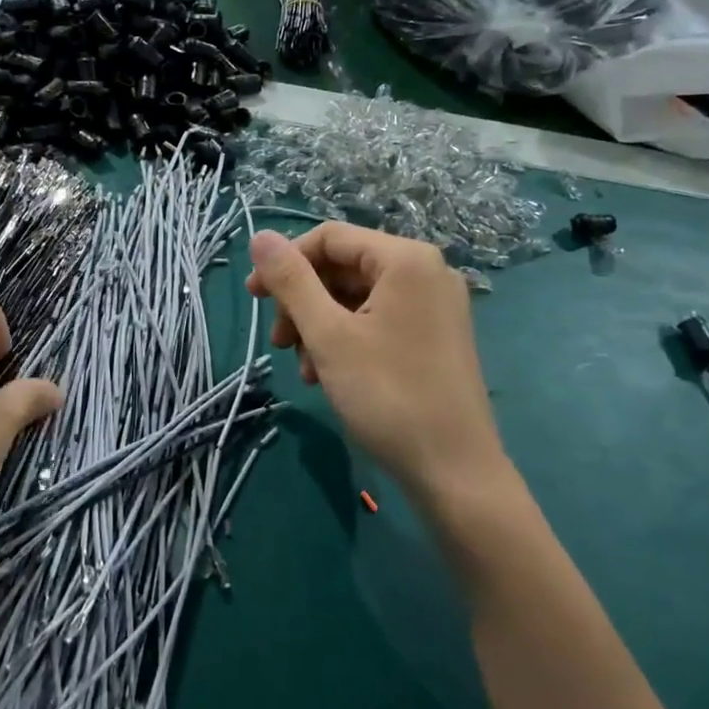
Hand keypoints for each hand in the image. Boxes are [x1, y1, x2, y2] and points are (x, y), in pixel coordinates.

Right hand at [246, 224, 510, 508]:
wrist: (454, 471)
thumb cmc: (387, 395)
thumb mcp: (328, 335)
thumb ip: (291, 281)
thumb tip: (259, 236)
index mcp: (405, 260)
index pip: (329, 237)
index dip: (285, 262)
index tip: (254, 297)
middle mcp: (426, 272)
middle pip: (344, 267)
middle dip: (303, 301)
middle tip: (279, 342)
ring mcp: (435, 305)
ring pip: (357, 297)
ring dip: (319, 325)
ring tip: (304, 368)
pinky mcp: (435, 335)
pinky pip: (378, 319)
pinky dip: (346, 339)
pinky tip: (328, 375)